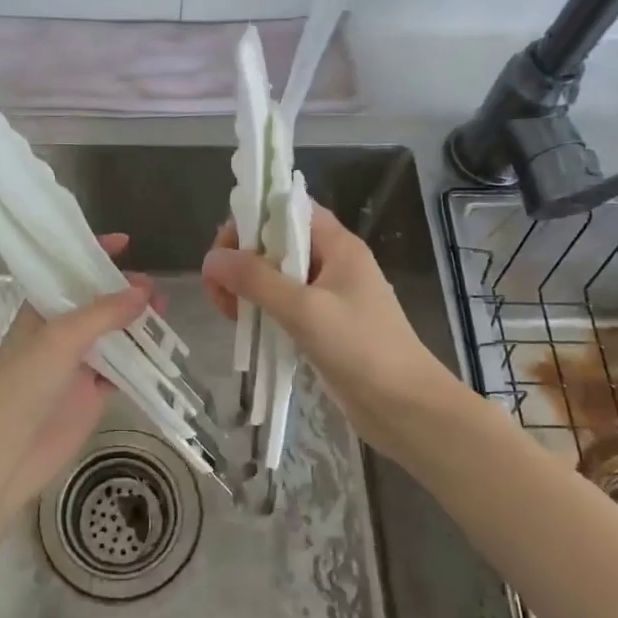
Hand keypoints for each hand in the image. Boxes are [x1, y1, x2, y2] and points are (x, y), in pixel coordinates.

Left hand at [0, 234, 155, 519]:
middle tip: (155, 293)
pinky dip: (142, 359)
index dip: (94, 253)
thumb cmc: (24, 386)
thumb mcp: (61, 339)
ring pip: (115, 334)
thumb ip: (103, 313)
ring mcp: (78, 362)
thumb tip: (143, 290)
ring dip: (138, 324)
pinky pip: (123, 368)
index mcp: (41, 310)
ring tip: (164, 315)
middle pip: (99, 302)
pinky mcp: (93, 392)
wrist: (8, 454)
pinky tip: (163, 351)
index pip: (69, 271)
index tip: (126, 243)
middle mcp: (60, 331)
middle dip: (126, 291)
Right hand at [201, 205, 461, 454]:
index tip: (224, 250)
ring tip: (228, 313)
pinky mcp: (324, 326)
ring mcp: (329, 296)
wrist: (406, 408)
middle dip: (242, 259)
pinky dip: (262, 311)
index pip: (289, 209)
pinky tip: (246, 328)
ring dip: (248, 288)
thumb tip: (211, 259)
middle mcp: (333, 263)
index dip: (253, 219)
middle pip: (277, 243)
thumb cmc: (361, 349)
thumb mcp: (304, 309)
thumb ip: (256, 280)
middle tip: (218, 290)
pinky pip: (284, 306)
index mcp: (338, 245)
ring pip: (277, 277)